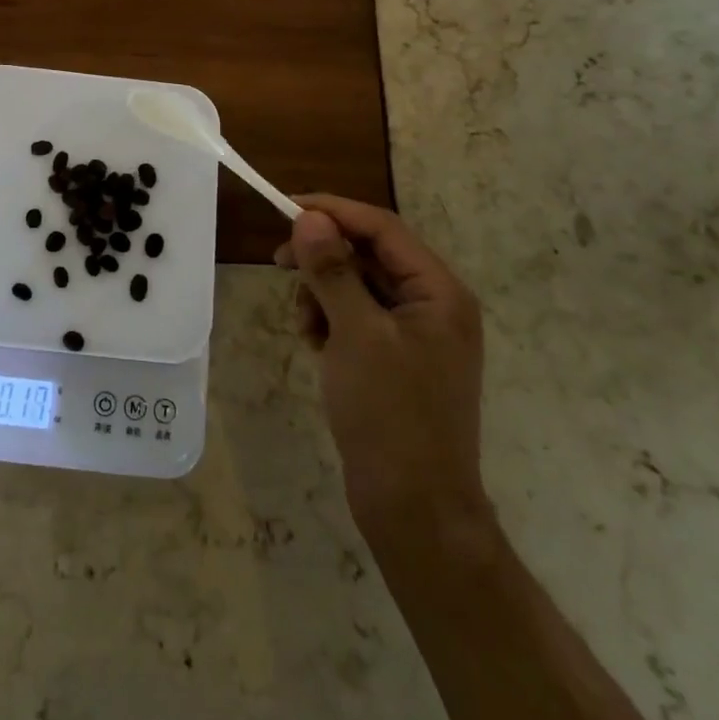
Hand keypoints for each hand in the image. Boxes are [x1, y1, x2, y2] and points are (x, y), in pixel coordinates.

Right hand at [279, 195, 489, 550]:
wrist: (415, 511)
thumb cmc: (390, 416)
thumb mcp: (356, 335)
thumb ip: (333, 270)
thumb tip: (309, 218)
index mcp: (439, 291)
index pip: (382, 227)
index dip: (333, 211)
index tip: (285, 208)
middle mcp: (433, 304)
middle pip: (369, 253)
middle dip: (323, 256)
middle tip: (279, 262)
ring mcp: (416, 333)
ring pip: (358, 284)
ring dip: (324, 292)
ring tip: (305, 324)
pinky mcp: (397, 357)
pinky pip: (357, 316)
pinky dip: (331, 320)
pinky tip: (315, 344)